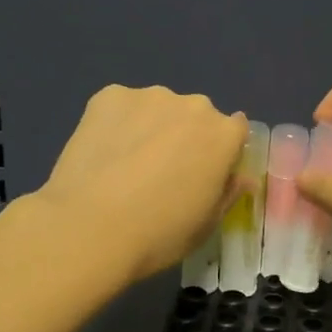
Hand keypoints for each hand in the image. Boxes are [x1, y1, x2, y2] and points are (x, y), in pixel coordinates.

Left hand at [30, 84, 248, 284]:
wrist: (89, 227)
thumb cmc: (158, 235)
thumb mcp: (205, 225)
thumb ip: (227, 194)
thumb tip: (241, 178)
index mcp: (223, 135)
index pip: (235, 132)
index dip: (220, 154)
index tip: (202, 175)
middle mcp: (193, 105)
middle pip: (197, 116)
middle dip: (186, 136)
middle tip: (162, 172)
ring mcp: (149, 96)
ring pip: (158, 108)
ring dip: (151, 127)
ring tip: (125, 164)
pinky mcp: (108, 96)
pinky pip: (121, 106)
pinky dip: (117, 123)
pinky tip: (102, 153)